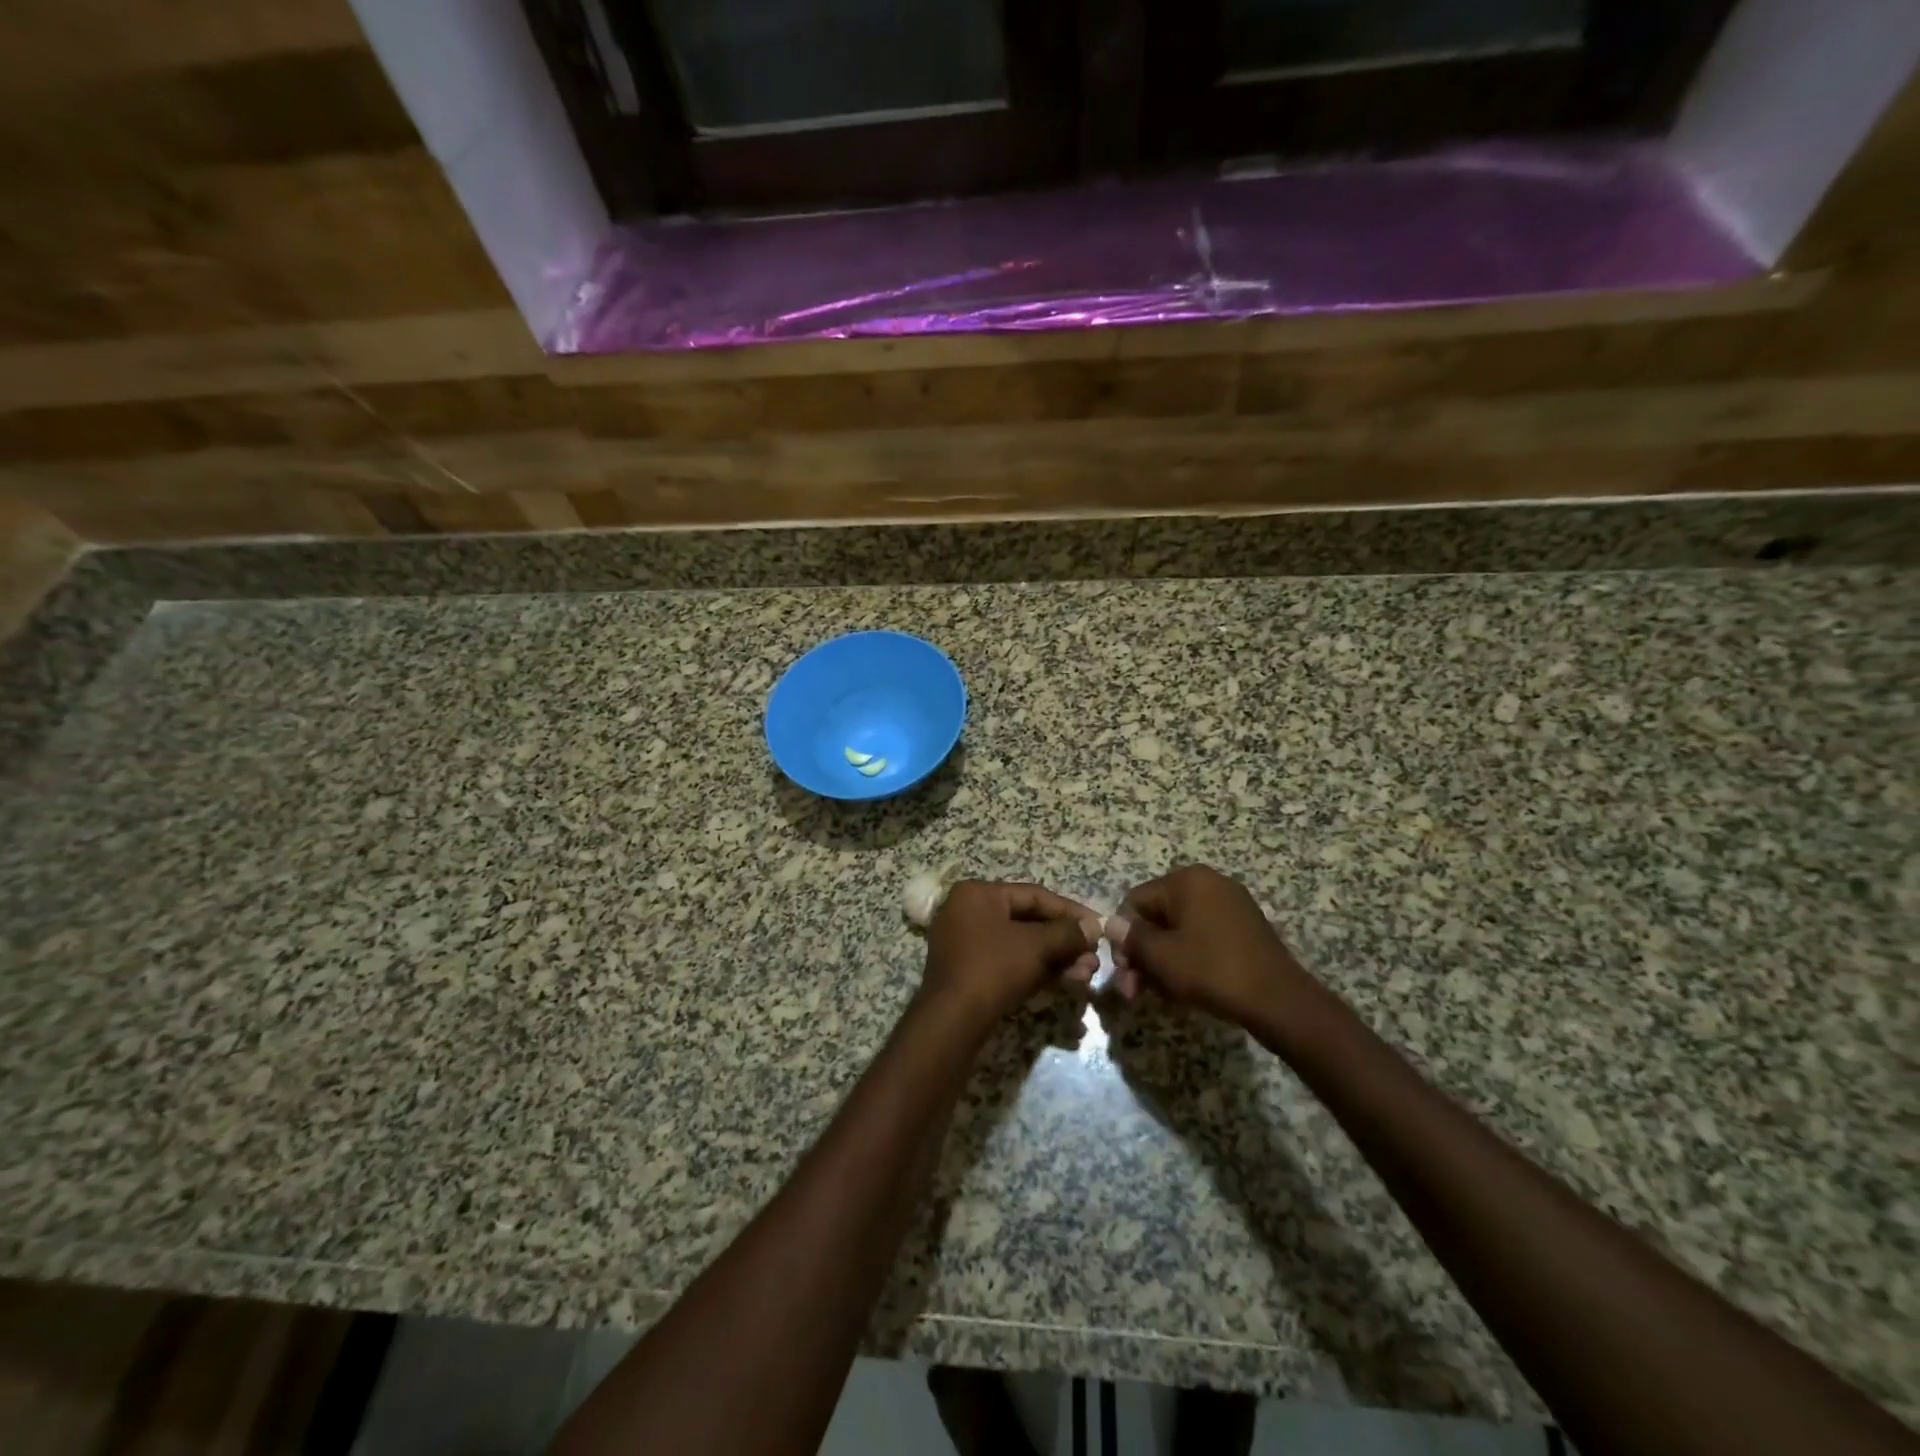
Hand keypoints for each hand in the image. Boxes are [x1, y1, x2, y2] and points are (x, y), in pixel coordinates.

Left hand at [919, 881, 1101, 1031]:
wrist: (952, 1020)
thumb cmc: (994, 968)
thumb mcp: (1037, 946)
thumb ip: (1068, 932)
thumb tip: (1094, 927)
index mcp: (978, 893)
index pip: (1034, 895)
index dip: (1071, 911)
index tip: (1099, 927)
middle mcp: (967, 911)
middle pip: (1028, 921)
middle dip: (1064, 942)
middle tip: (1092, 959)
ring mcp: (964, 941)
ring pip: (1020, 944)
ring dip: (1054, 958)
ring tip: (1084, 975)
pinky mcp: (966, 970)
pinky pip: (1007, 960)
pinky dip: (1034, 969)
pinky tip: (1063, 982)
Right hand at [1106, 865, 1317, 1029]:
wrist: (1279, 1000)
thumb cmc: (1212, 970)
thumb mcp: (1161, 956)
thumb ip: (1131, 937)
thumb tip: (1110, 923)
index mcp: (1186, 880)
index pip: (1136, 902)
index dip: (1123, 938)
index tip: (1124, 974)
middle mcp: (1209, 882)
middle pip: (1158, 916)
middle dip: (1143, 954)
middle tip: (1136, 992)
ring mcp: (1231, 904)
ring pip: (1180, 930)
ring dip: (1163, 960)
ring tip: (1161, 995)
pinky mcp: (1245, 927)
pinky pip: (1203, 936)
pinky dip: (1189, 958)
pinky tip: (1185, 987)